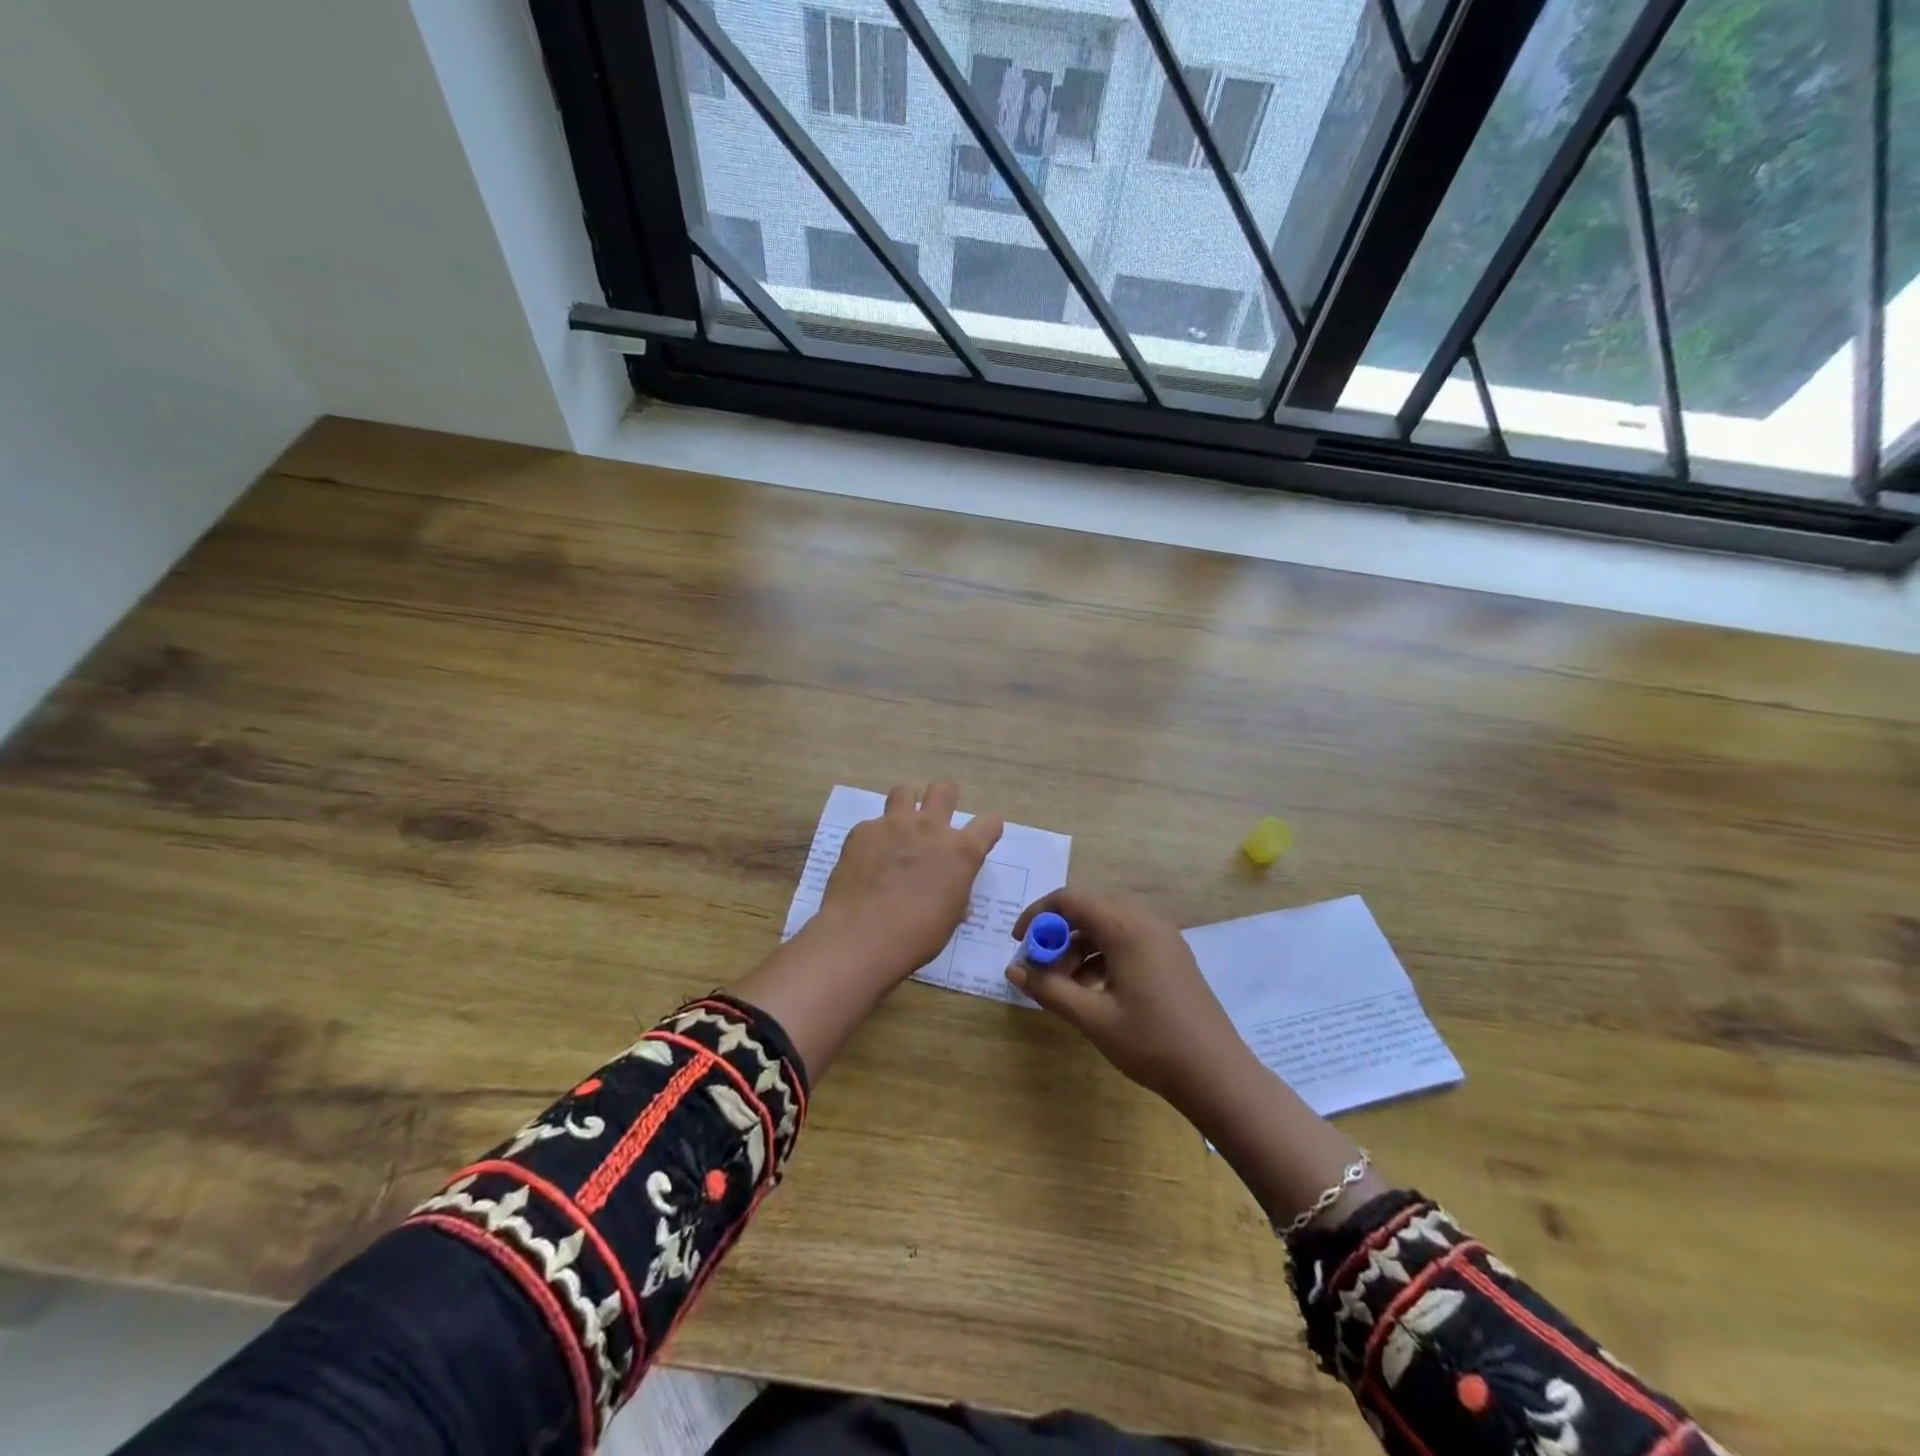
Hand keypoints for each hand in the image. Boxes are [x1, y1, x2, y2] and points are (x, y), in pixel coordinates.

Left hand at [811, 780, 1004, 987]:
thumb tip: (952, 895)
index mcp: (961, 851)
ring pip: (904, 792)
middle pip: (945, 789)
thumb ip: (955, 895)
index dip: (988, 828)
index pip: (990, 822)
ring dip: (906, 806)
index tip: (982, 838)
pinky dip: (874, 838)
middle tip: (937, 818)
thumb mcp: (949, 918)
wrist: (862, 936)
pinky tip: (866, 861)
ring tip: (899, 829)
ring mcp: (894, 824)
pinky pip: (872, 825)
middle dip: (946, 797)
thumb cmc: (916, 936)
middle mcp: (931, 828)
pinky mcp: (863, 831)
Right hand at [1008, 889, 1251, 1112]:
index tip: (1018, 943)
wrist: (1217, 1075)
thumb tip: (1012, 970)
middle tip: (1040, 969)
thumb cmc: (1151, 1043)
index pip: (1070, 900)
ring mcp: (1162, 937)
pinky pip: (1126, 939)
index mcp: (1126, 927)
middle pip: (1088, 910)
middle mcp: (1145, 920)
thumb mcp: (1092, 1018)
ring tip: (1064, 987)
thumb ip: (1049, 989)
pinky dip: (1101, 956)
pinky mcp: (1170, 954)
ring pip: (1107, 926)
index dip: (1038, 915)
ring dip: (1078, 947)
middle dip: (1057, 935)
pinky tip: (1093, 990)